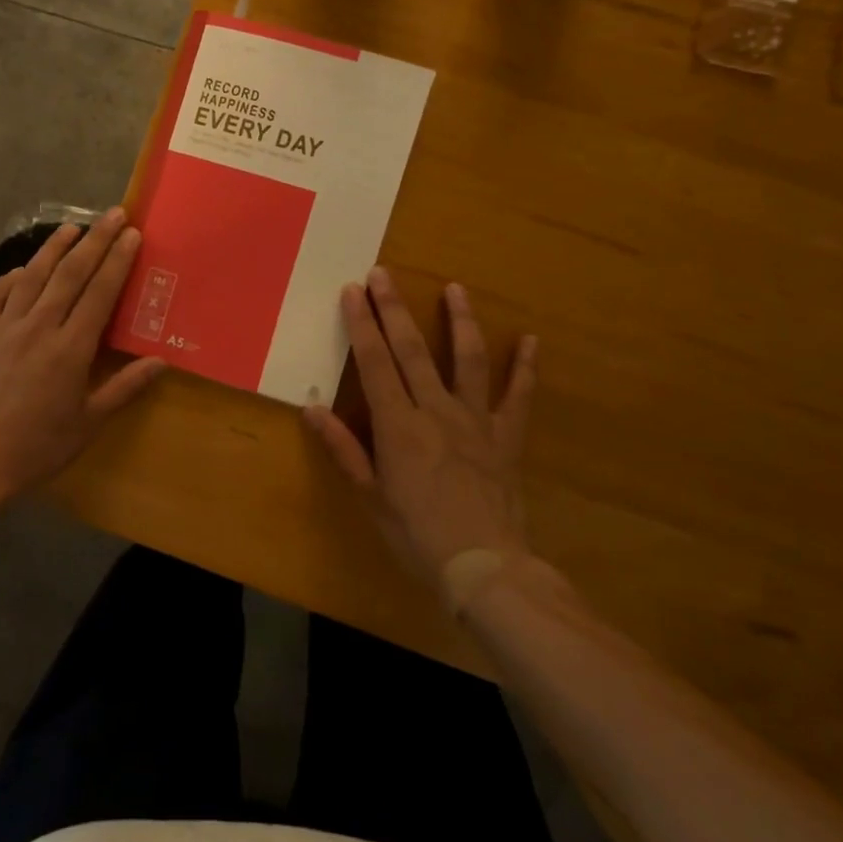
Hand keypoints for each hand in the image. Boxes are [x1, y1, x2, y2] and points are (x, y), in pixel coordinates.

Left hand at [0, 209, 164, 497]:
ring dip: (53, 248)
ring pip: (32, 276)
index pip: (100, 292)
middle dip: (95, 241)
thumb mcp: (88, 423)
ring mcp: (3, 328)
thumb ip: (124, 388)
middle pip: (70, 274)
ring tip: (71, 227)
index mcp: (70, 348)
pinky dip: (9, 278)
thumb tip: (161, 361)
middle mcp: (38, 327)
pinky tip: (20, 270)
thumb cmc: (37, 448)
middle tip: (112, 215)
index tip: (132, 235)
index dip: (118, 260)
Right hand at [304, 268, 536, 585]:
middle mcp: (436, 411)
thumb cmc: (418, 535)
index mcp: (398, 426)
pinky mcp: (506, 437)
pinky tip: (531, 340)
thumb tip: (311, 409)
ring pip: (467, 360)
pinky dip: (525, 368)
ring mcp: (476, 421)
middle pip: (412, 350)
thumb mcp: (371, 496)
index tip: (353, 291)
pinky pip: (517, 396)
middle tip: (383, 273)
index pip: (375, 363)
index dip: (362, 324)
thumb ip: (343, 449)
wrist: (485, 568)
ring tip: (454, 288)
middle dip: (394, 309)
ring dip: (460, 321)